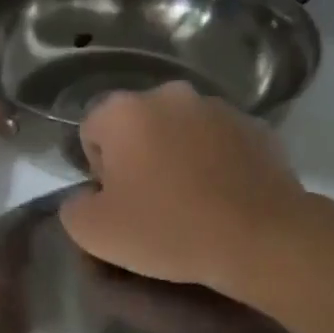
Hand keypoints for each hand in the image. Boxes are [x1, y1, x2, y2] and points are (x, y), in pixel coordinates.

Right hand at [59, 82, 306, 293]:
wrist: (260, 238)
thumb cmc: (168, 230)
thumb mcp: (95, 233)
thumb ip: (73, 207)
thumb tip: (86, 197)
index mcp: (124, 111)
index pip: (92, 131)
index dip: (99, 170)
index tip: (119, 202)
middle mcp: (170, 95)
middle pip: (138, 125)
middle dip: (139, 156)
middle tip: (154, 202)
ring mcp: (218, 107)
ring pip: (182, 130)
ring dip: (179, 155)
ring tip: (193, 201)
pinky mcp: (256, 126)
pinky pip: (221, 141)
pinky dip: (217, 161)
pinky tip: (224, 196)